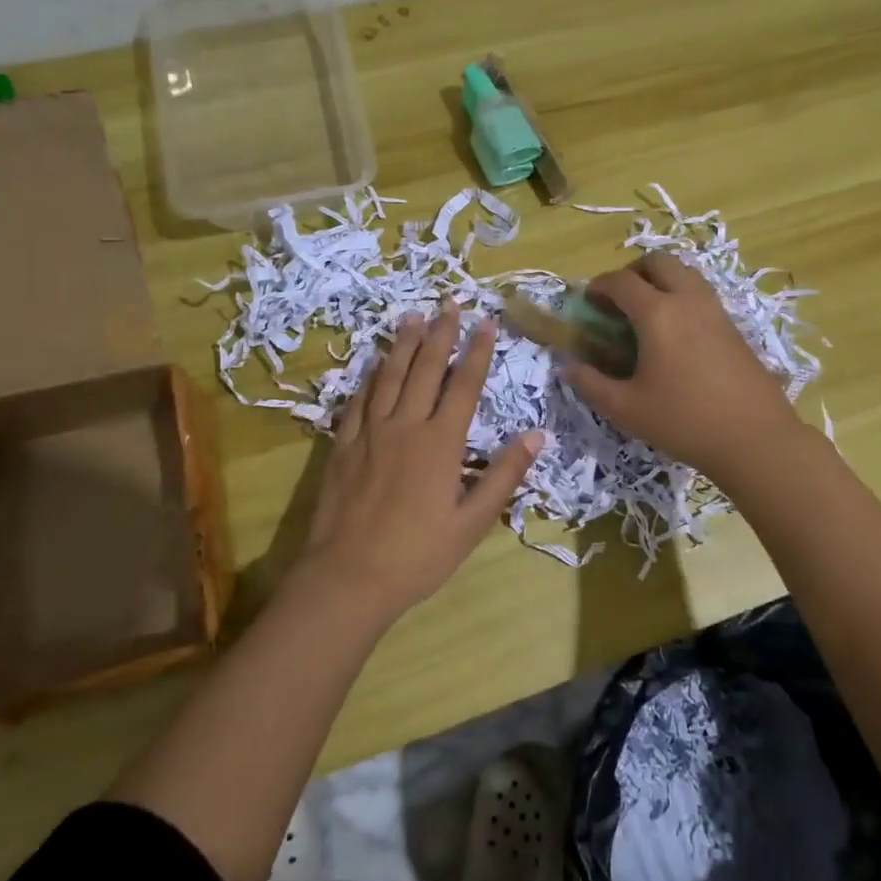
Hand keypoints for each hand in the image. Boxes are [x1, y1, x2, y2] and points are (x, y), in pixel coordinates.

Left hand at [304, 300, 542, 618]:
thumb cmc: (418, 555)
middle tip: (449, 303)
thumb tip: (537, 436)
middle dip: (441, 334)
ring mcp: (370, 432)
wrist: (349, 577)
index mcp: (441, 443)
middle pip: (426, 369)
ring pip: (389, 376)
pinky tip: (372, 364)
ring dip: (403, 344)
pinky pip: (357, 400)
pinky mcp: (343, 445)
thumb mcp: (473, 523)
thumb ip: (503, 475)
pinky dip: (368, 377)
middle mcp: (405, 426)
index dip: (477, 352)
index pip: (464, 385)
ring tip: (411, 316)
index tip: (486, 322)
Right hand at [566, 253, 802, 480]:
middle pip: (658, 261)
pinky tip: (675, 333)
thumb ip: (592, 384)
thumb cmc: (683, 421)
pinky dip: (681, 296)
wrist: (755, 438)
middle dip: (632, 272)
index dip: (599, 286)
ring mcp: (715, 310)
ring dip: (660, 280)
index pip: (621, 281)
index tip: (588, 301)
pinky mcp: (733, 326)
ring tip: (647, 312)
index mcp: (657, 313)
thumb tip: (569, 366)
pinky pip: (701, 293)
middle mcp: (687, 300)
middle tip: (619, 300)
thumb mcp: (626, 409)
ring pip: (684, 272)